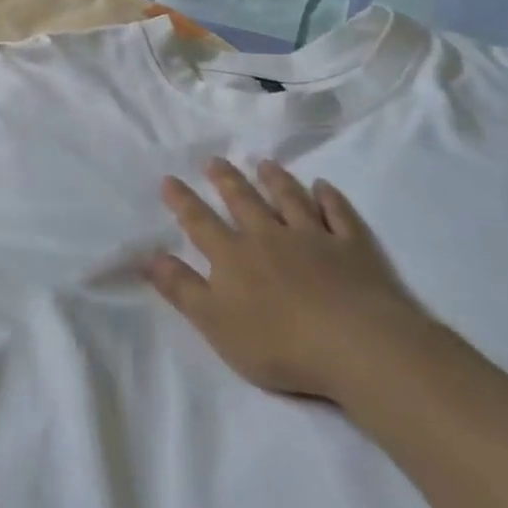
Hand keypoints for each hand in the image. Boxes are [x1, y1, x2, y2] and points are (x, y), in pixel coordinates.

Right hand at [146, 159, 431, 403]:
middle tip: (215, 160)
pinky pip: (339, 215)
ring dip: (276, 181)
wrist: (359, 347)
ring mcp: (314, 239)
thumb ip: (181, 288)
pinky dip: (330, 199)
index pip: (200, 222)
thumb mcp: (215, 323)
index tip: (169, 179)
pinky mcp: (354, 249)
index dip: (182, 201)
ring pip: (290, 201)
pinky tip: (324, 187)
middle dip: (226, 181)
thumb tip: (148, 256)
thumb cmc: (279, 343)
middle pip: (243, 202)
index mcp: (233, 256)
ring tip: (264, 164)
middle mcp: (269, 237)